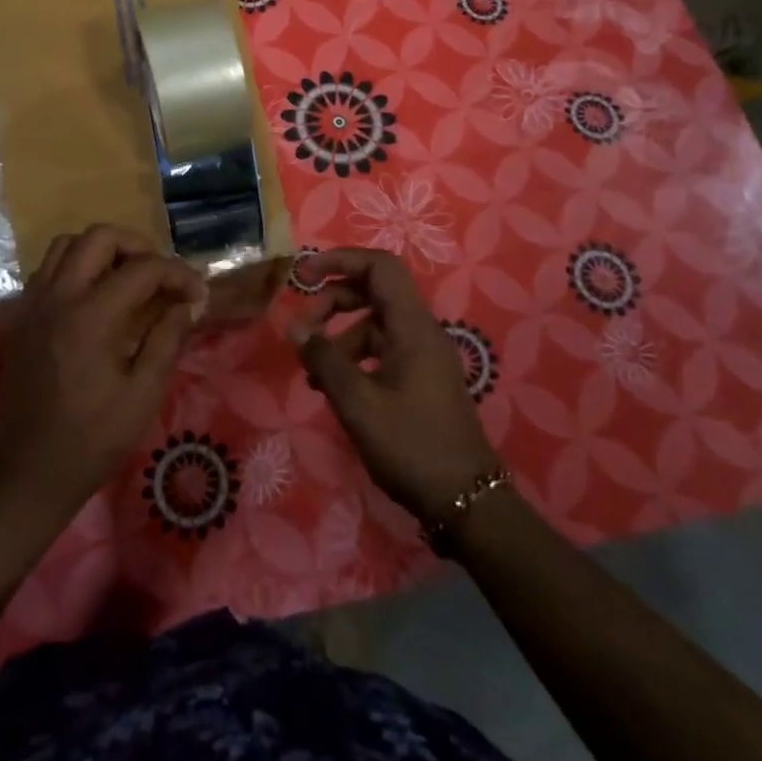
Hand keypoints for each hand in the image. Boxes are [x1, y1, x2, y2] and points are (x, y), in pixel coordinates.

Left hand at [0, 225, 205, 526]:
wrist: (30, 475)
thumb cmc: (93, 440)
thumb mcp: (143, 394)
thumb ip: (168, 339)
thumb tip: (189, 303)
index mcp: (90, 317)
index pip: (142, 269)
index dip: (177, 274)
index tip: (198, 294)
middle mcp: (57, 298)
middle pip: (98, 237)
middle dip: (138, 246)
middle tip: (160, 276)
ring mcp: (33, 305)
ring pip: (67, 245)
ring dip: (103, 251)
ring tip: (128, 279)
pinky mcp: (21, 318)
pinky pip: (49, 269)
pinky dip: (76, 267)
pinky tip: (96, 298)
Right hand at [290, 248, 498, 527]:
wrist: (466, 501)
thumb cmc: (411, 446)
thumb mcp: (357, 402)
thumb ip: (324, 358)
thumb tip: (295, 326)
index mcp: (412, 326)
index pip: (379, 266)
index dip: (340, 259)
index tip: (304, 275)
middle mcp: (421, 331)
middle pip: (374, 291)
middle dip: (333, 301)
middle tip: (302, 328)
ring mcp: (424, 355)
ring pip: (375, 323)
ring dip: (340, 335)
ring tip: (311, 371)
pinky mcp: (422, 377)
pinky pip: (383, 349)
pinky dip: (355, 357)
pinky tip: (334, 387)